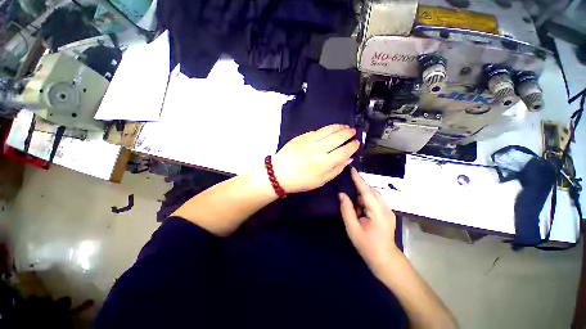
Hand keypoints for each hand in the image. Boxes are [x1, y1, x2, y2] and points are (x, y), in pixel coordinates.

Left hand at [271, 124, 359, 192]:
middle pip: (338, 137)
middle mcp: (318, 149)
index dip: (353, 146)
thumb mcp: (321, 181)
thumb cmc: (300, 181)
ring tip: (345, 127)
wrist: (279, 173)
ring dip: (339, 127)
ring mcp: (309, 141)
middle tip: (353, 132)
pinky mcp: (301, 136)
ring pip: (328, 130)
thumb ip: (336, 169)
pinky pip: (317, 130)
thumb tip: (348, 159)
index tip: (357, 143)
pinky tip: (330, 129)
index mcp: (324, 163)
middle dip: (348, 133)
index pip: (344, 151)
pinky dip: (326, 129)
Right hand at [339, 167, 398, 275]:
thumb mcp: (353, 229)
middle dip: (359, 185)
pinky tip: (359, 205)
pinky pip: (375, 200)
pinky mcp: (387, 212)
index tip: (352, 169)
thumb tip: (342, 194)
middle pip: (371, 191)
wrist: (385, 258)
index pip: (367, 191)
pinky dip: (365, 199)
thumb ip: (347, 210)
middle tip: (347, 183)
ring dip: (362, 193)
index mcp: (378, 212)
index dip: (359, 180)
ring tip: (352, 197)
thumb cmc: (367, 245)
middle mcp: (385, 208)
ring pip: (373, 195)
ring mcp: (388, 210)